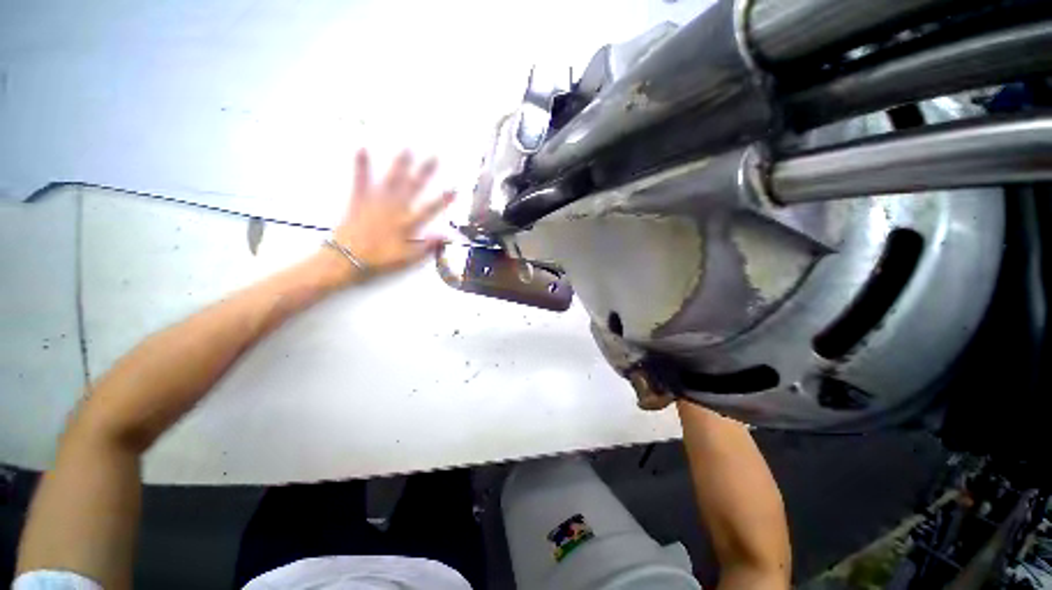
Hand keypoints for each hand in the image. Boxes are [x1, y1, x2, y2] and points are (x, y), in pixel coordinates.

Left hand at [322, 149, 453, 284]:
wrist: (346, 260)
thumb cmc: (379, 261)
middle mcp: (394, 209)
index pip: (430, 210)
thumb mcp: (408, 259)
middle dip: (424, 173)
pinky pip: (361, 181)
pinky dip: (361, 165)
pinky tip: (362, 149)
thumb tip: (447, 237)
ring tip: (408, 149)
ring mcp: (376, 202)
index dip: (443, 200)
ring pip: (392, 180)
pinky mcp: (359, 200)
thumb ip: (428, 247)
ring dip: (400, 165)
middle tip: (434, 157)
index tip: (454, 188)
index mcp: (407, 224)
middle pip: (413, 188)